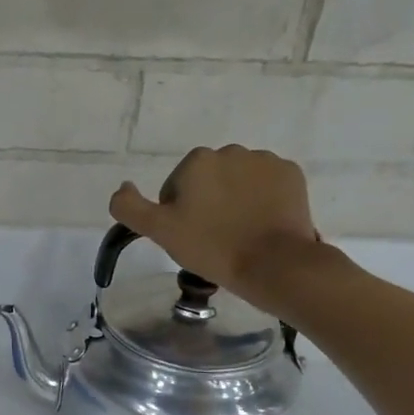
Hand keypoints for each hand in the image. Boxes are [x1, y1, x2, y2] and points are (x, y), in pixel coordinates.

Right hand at [109, 146, 323, 307]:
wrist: (272, 263)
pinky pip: (267, 184)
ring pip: (238, 180)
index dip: (177, 213)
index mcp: (197, 161)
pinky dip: (262, 200)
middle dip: (207, 202)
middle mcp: (231, 151)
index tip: (188, 235)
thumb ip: (129, 207)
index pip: (176, 186)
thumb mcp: (159, 231)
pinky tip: (260, 224)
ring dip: (234, 199)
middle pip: (208, 180)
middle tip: (212, 236)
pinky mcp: (291, 174)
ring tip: (238, 232)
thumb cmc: (210, 246)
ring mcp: (265, 161)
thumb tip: (122, 187)